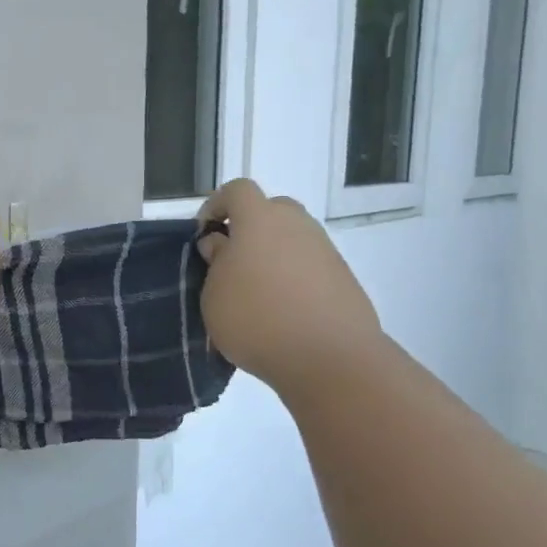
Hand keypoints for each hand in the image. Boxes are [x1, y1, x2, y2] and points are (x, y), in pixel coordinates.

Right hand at [196, 179, 382, 395]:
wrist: (329, 357)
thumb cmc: (256, 320)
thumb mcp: (214, 295)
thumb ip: (215, 261)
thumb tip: (222, 244)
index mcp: (259, 219)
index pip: (236, 190)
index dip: (216, 206)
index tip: (204, 235)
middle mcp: (296, 224)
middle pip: (270, 210)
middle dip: (248, 229)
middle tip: (232, 262)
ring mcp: (324, 249)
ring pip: (291, 238)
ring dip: (272, 255)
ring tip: (256, 293)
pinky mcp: (343, 276)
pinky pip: (309, 265)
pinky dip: (293, 277)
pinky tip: (283, 311)